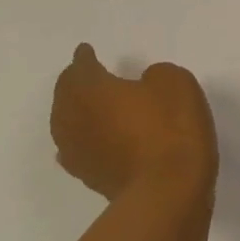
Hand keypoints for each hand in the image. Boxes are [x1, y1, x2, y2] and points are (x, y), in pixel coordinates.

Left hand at [51, 44, 217, 205]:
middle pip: (65, 95)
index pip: (81, 67)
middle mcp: (74, 118)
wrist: (168, 189)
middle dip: (74, 83)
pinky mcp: (89, 177)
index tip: (86, 51)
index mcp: (90, 88)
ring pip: (67, 123)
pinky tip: (90, 140)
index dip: (85, 57)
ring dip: (75, 111)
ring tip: (88, 105)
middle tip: (84, 75)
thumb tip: (143, 85)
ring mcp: (78, 151)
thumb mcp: (174, 82)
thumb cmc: (170, 127)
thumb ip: (154, 75)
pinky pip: (78, 149)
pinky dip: (82, 139)